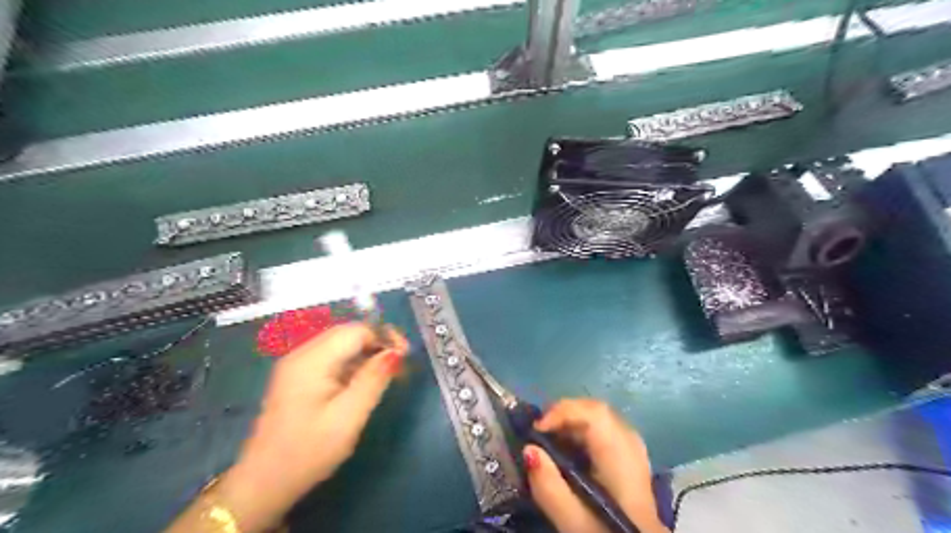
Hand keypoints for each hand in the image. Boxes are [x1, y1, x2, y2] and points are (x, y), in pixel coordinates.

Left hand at [169, 320, 407, 531]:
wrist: (264, 483)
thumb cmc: (308, 451)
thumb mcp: (348, 417)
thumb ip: (373, 380)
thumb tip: (396, 352)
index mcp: (311, 360)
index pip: (356, 330)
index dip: (384, 337)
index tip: (404, 358)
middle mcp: (302, 354)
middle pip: (348, 333)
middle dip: (377, 343)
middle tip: (399, 368)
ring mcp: (297, 365)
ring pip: (341, 344)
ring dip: (366, 354)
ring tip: (386, 377)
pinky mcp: (298, 377)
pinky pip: (332, 358)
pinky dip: (352, 364)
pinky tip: (363, 383)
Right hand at [518, 397, 667, 531]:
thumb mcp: (574, 521)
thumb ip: (549, 486)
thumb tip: (528, 449)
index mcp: (620, 454)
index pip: (593, 413)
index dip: (562, 412)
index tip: (536, 430)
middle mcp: (631, 442)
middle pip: (596, 410)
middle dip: (564, 413)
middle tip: (538, 431)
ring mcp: (634, 448)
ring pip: (600, 417)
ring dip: (571, 421)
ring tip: (549, 438)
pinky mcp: (630, 456)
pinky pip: (604, 428)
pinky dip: (582, 431)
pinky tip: (569, 449)